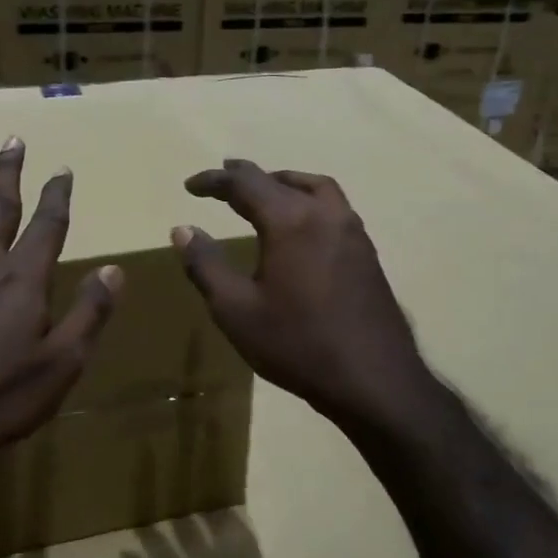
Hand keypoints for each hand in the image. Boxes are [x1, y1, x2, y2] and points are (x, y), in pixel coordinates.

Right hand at [172, 160, 434, 432]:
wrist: (374, 381)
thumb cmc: (298, 345)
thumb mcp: (236, 310)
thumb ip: (206, 266)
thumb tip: (183, 230)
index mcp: (291, 221)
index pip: (245, 183)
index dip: (214, 180)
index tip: (191, 186)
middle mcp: (325, 214)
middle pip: (282, 180)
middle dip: (248, 176)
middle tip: (224, 177)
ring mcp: (352, 232)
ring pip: (316, 188)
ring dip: (285, 183)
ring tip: (265, 192)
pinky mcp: (367, 254)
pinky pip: (333, 209)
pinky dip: (308, 202)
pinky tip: (300, 229)